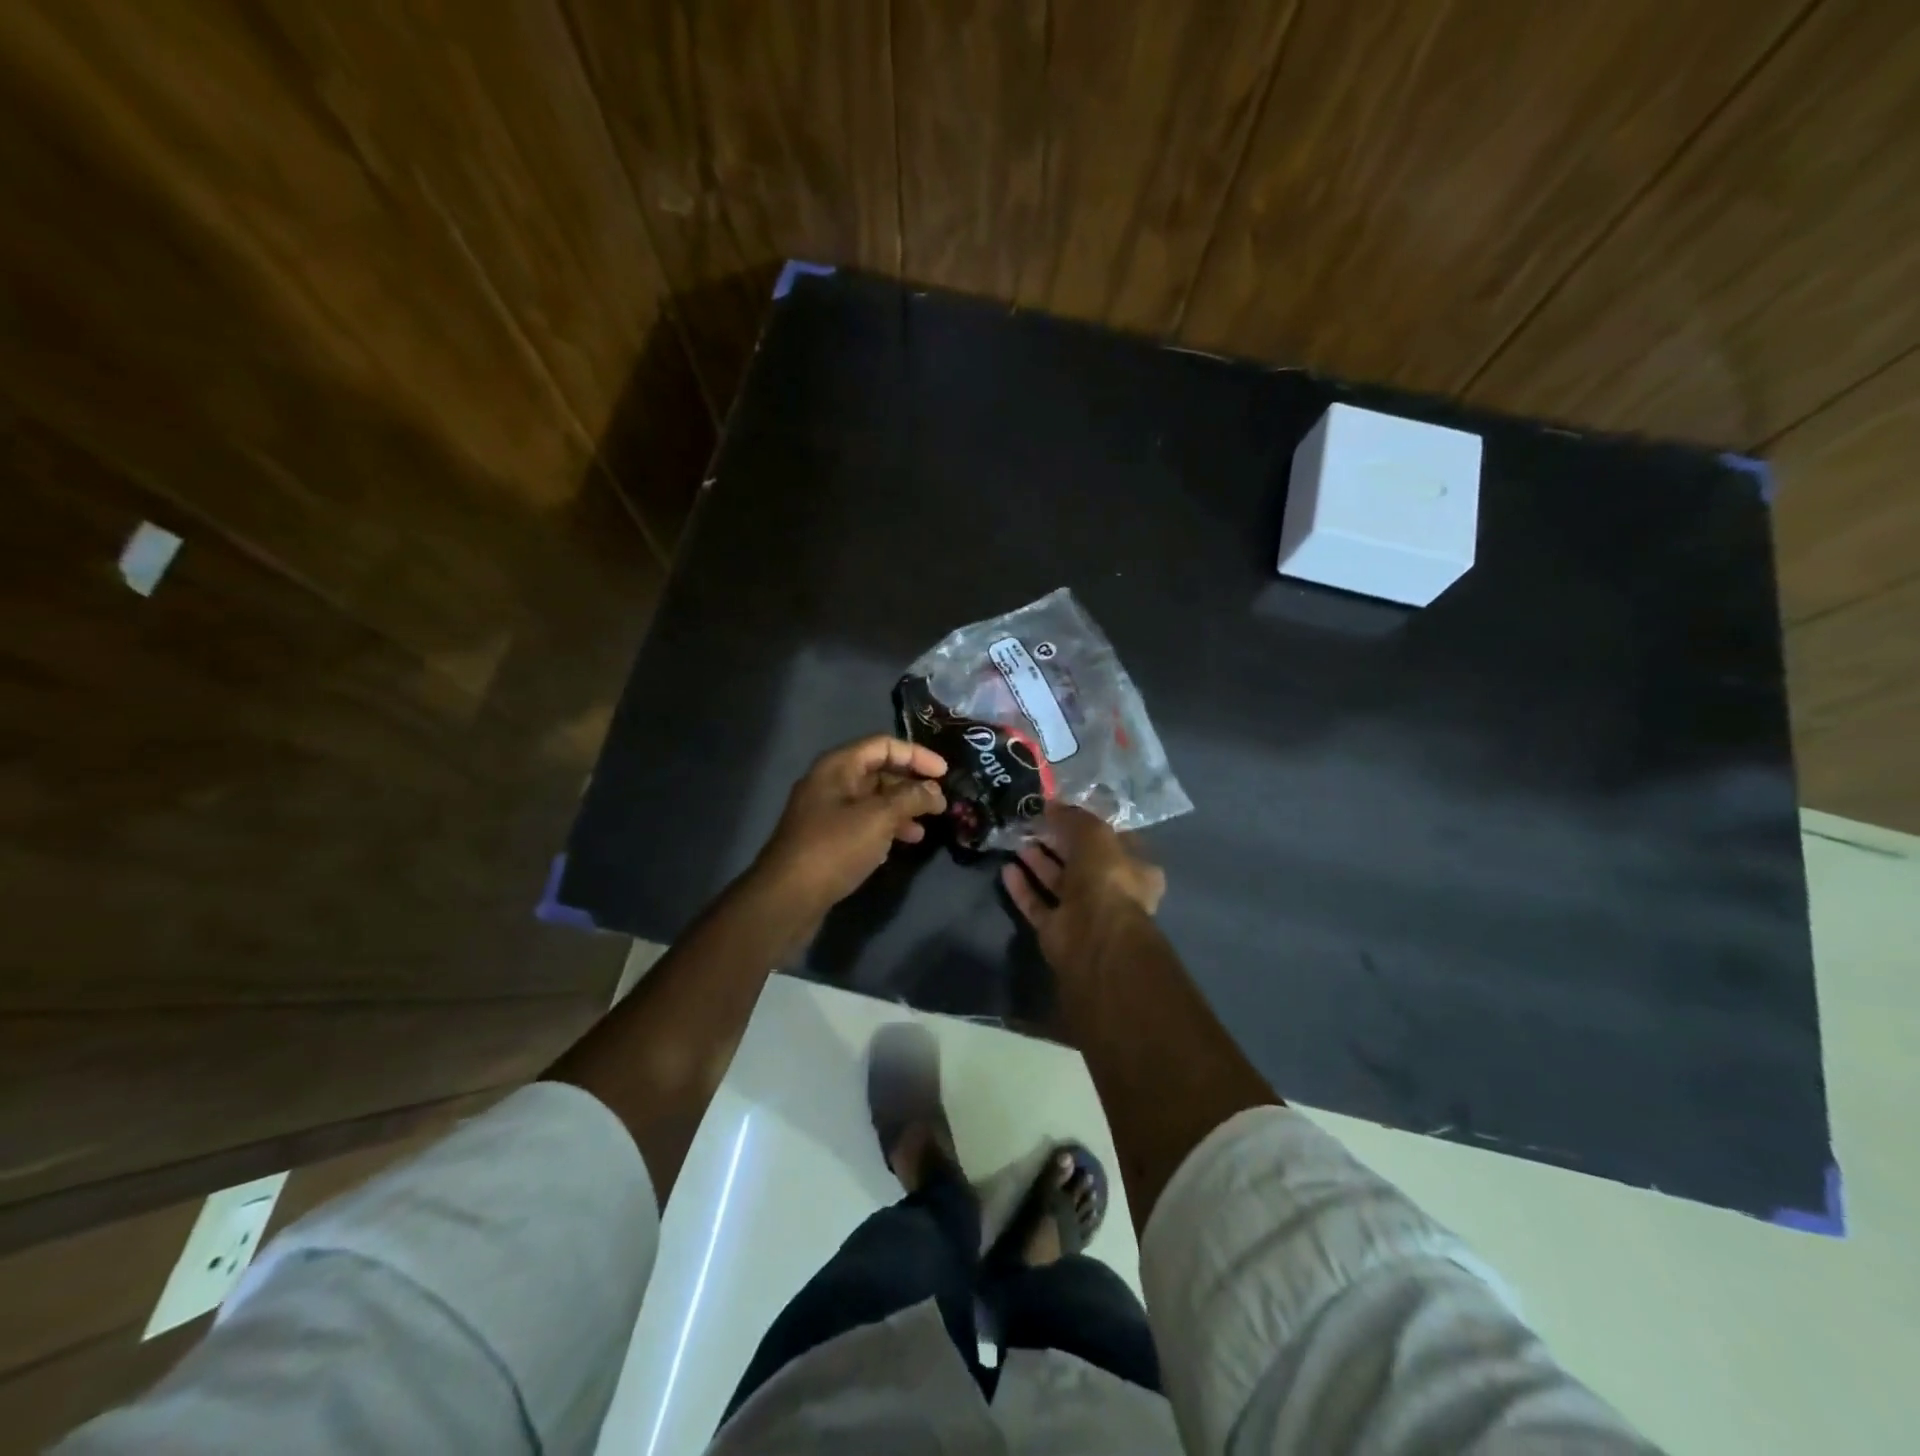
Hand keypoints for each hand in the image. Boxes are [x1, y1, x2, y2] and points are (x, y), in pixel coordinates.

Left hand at [752, 736, 947, 921]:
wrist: (787, 897)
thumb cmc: (834, 847)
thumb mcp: (879, 817)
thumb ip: (911, 798)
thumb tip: (935, 791)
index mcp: (838, 766)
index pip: (884, 745)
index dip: (917, 755)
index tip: (945, 774)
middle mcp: (829, 783)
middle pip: (878, 772)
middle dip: (911, 786)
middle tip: (939, 804)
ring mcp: (825, 813)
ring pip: (872, 801)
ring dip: (901, 810)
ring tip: (923, 830)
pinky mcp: (825, 840)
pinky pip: (861, 824)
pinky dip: (884, 829)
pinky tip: (899, 846)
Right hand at [1001, 803, 1165, 969]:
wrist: (1094, 936)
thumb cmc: (1107, 878)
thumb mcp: (1095, 834)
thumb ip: (1073, 817)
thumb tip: (1052, 804)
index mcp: (1135, 868)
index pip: (1112, 840)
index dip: (1089, 824)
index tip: (1064, 810)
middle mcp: (1111, 891)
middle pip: (1081, 861)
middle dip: (1058, 842)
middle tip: (1034, 822)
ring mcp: (1083, 913)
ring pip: (1057, 882)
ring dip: (1038, 862)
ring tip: (1017, 840)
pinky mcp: (1057, 930)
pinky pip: (1037, 904)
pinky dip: (1023, 887)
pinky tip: (1007, 869)